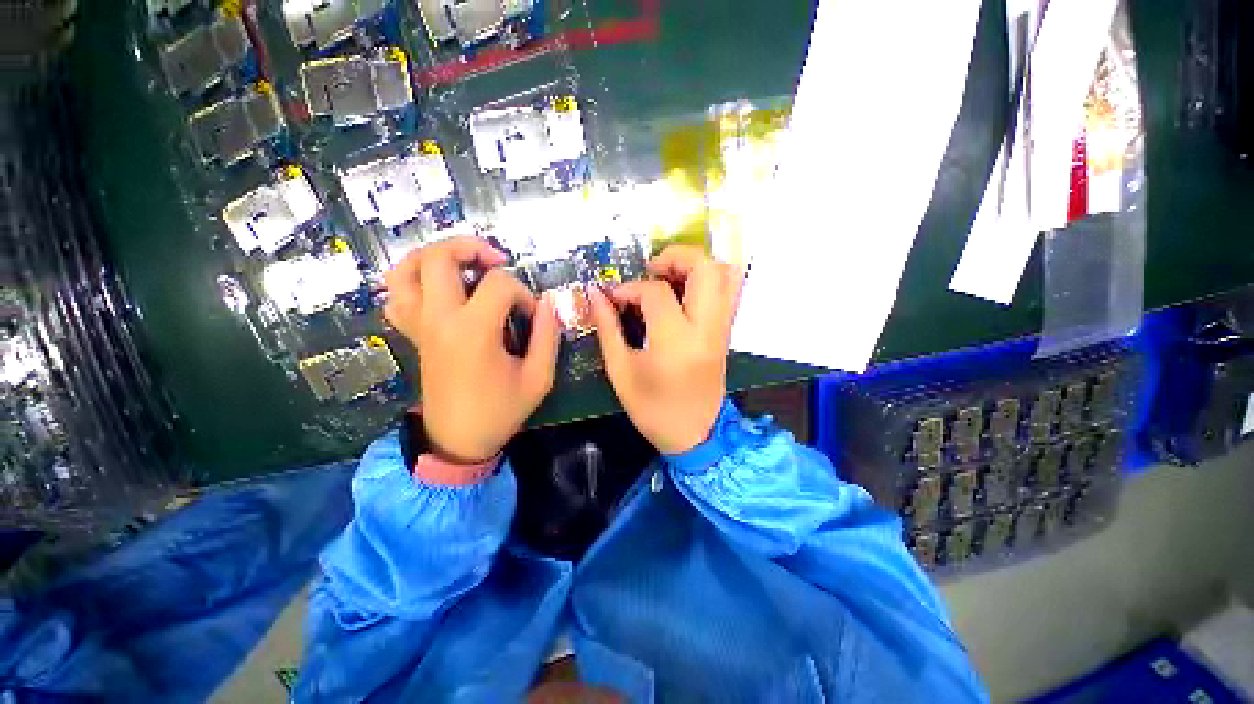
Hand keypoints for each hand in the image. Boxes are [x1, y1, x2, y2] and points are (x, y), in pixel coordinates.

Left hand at [384, 237, 559, 463]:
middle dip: (471, 248)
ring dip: (434, 255)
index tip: (533, 317)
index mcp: (473, 330)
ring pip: (405, 269)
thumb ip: (549, 336)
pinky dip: (413, 280)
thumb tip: (549, 303)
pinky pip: (396, 295)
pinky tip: (438, 288)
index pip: (499, 284)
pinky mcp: (413, 334)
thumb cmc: (501, 410)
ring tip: (462, 263)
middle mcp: (439, 319)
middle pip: (439, 258)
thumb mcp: (539, 377)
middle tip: (496, 260)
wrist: (458, 440)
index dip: (523, 294)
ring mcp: (420, 325)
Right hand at [589, 245, 744, 454]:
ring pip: (724, 274)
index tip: (615, 297)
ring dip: (695, 265)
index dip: (631, 289)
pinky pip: (729, 291)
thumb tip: (596, 295)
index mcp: (676, 341)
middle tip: (651, 269)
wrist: (696, 434)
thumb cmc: (653, 409)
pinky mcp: (726, 332)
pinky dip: (709, 279)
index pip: (656, 293)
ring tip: (669, 276)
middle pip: (705, 268)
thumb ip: (608, 328)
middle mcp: (706, 328)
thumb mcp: (621, 371)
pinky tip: (685, 290)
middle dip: (676, 257)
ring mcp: (721, 328)